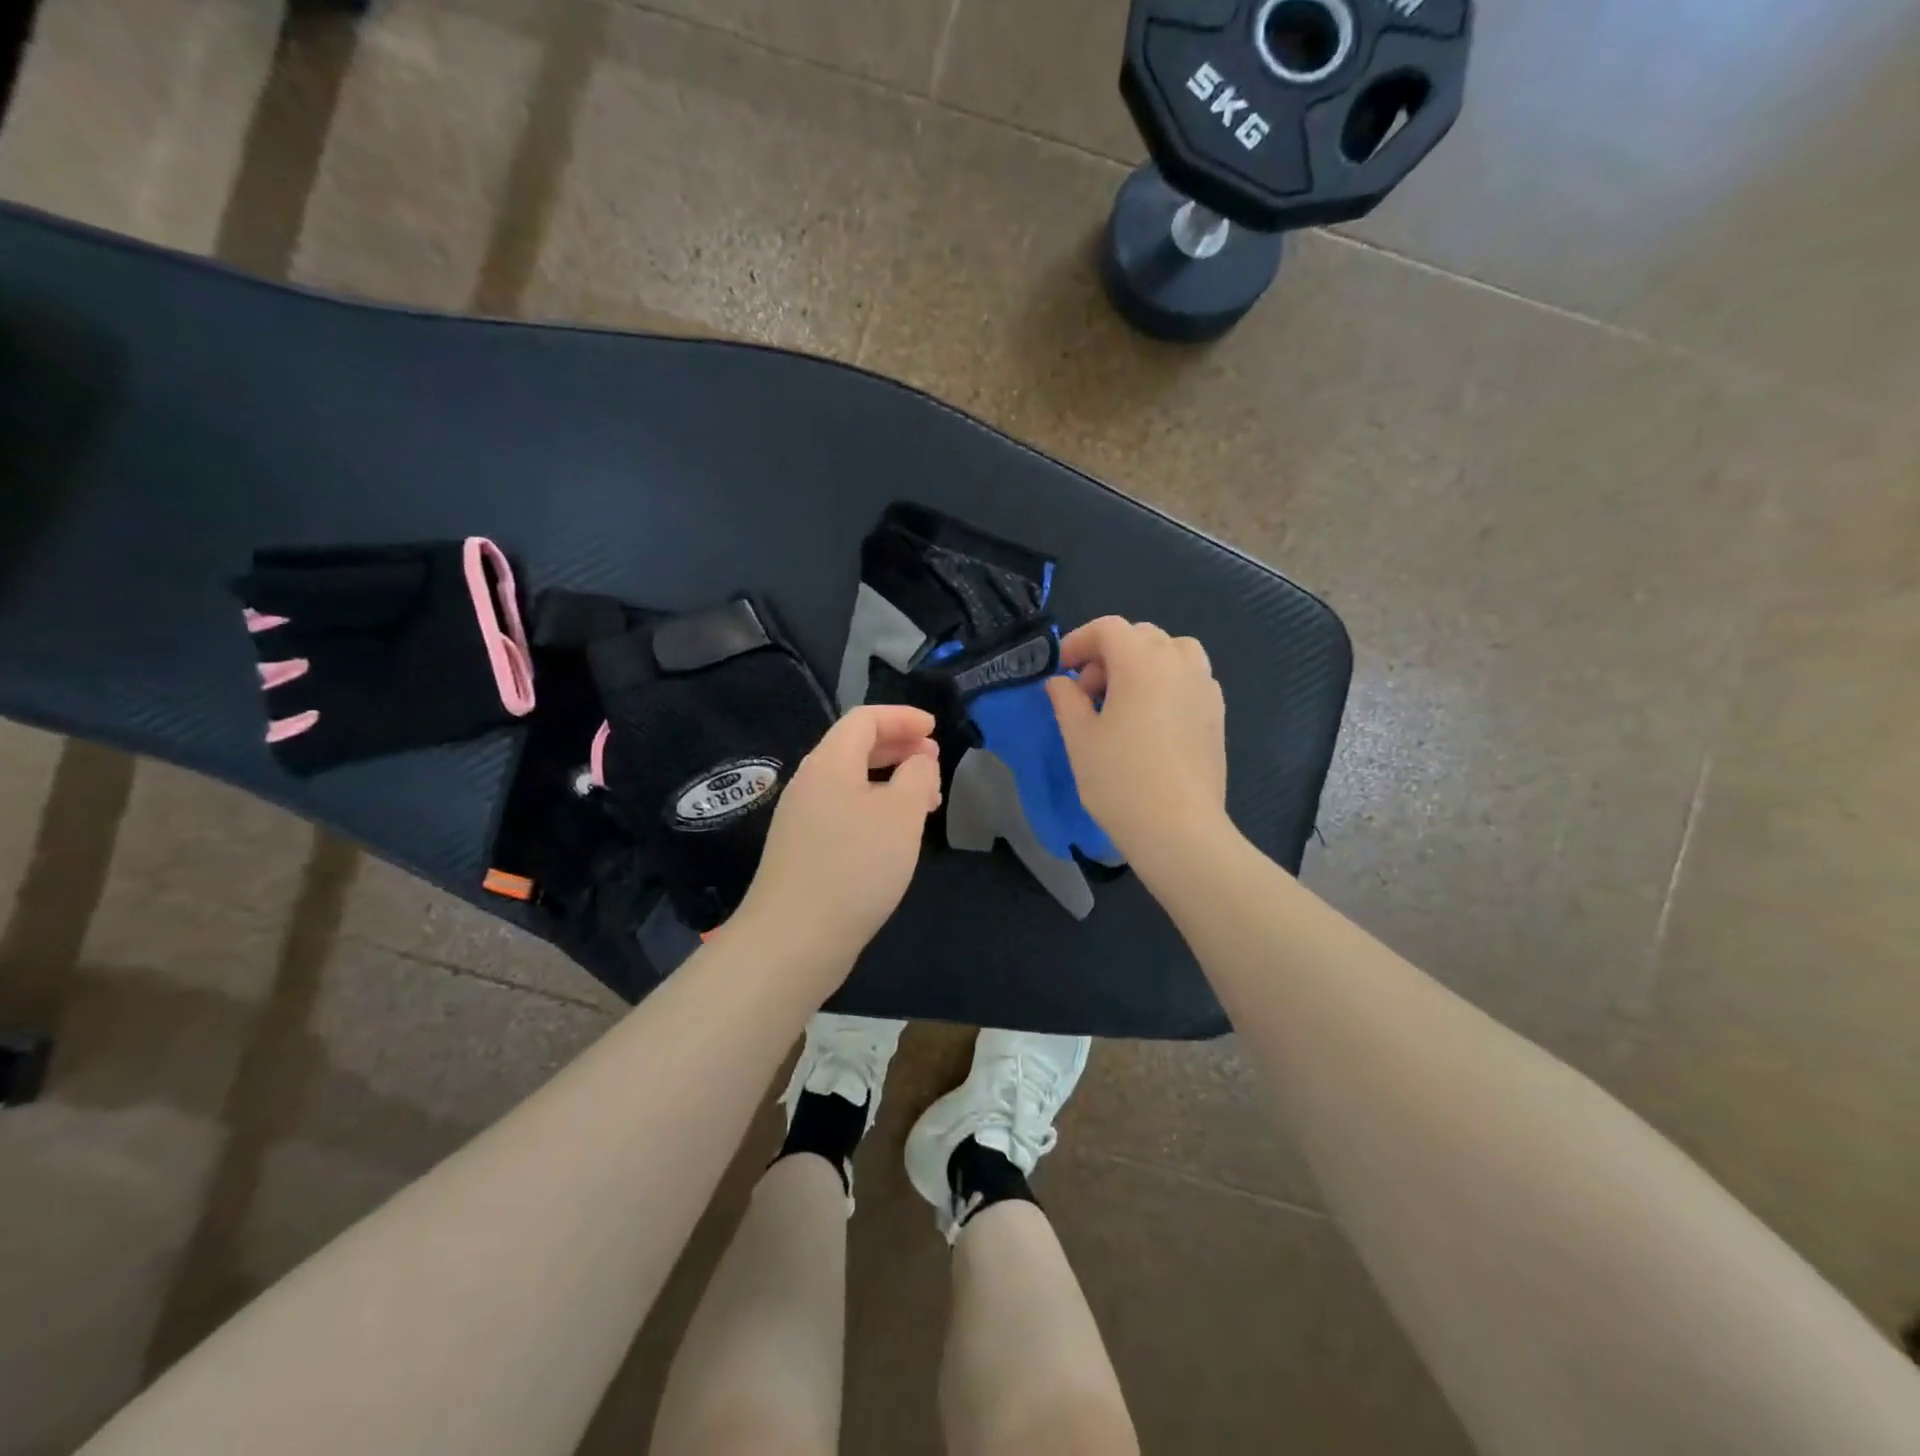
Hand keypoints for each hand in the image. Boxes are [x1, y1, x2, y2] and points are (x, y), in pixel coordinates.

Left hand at [734, 705, 942, 970]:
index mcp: (829, 763)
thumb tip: (919, 760)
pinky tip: (894, 835)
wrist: (793, 940)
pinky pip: (844, 811)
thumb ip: (917, 776)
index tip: (935, 729)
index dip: (902, 717)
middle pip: (855, 747)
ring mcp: (802, 819)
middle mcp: (810, 783)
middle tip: (935, 762)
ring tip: (926, 801)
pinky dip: (875, 808)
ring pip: (852, 782)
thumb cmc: (854, 867)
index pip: (864, 719)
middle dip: (899, 747)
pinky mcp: (803, 850)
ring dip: (891, 781)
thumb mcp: (901, 814)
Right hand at [1045, 617, 1228, 872]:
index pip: (1108, 628)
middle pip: (1141, 635)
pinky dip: (1167, 682)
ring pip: (1172, 651)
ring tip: (1124, 699)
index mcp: (1142, 662)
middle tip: (1088, 693)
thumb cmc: (1120, 781)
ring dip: (1142, 663)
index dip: (1079, 641)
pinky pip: (1190, 677)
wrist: (1179, 829)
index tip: (1062, 670)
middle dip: (1109, 654)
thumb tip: (1061, 682)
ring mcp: (1204, 687)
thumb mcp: (1079, 738)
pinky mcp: (1217, 713)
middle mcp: (1179, 663)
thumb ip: (1066, 700)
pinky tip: (1152, 719)